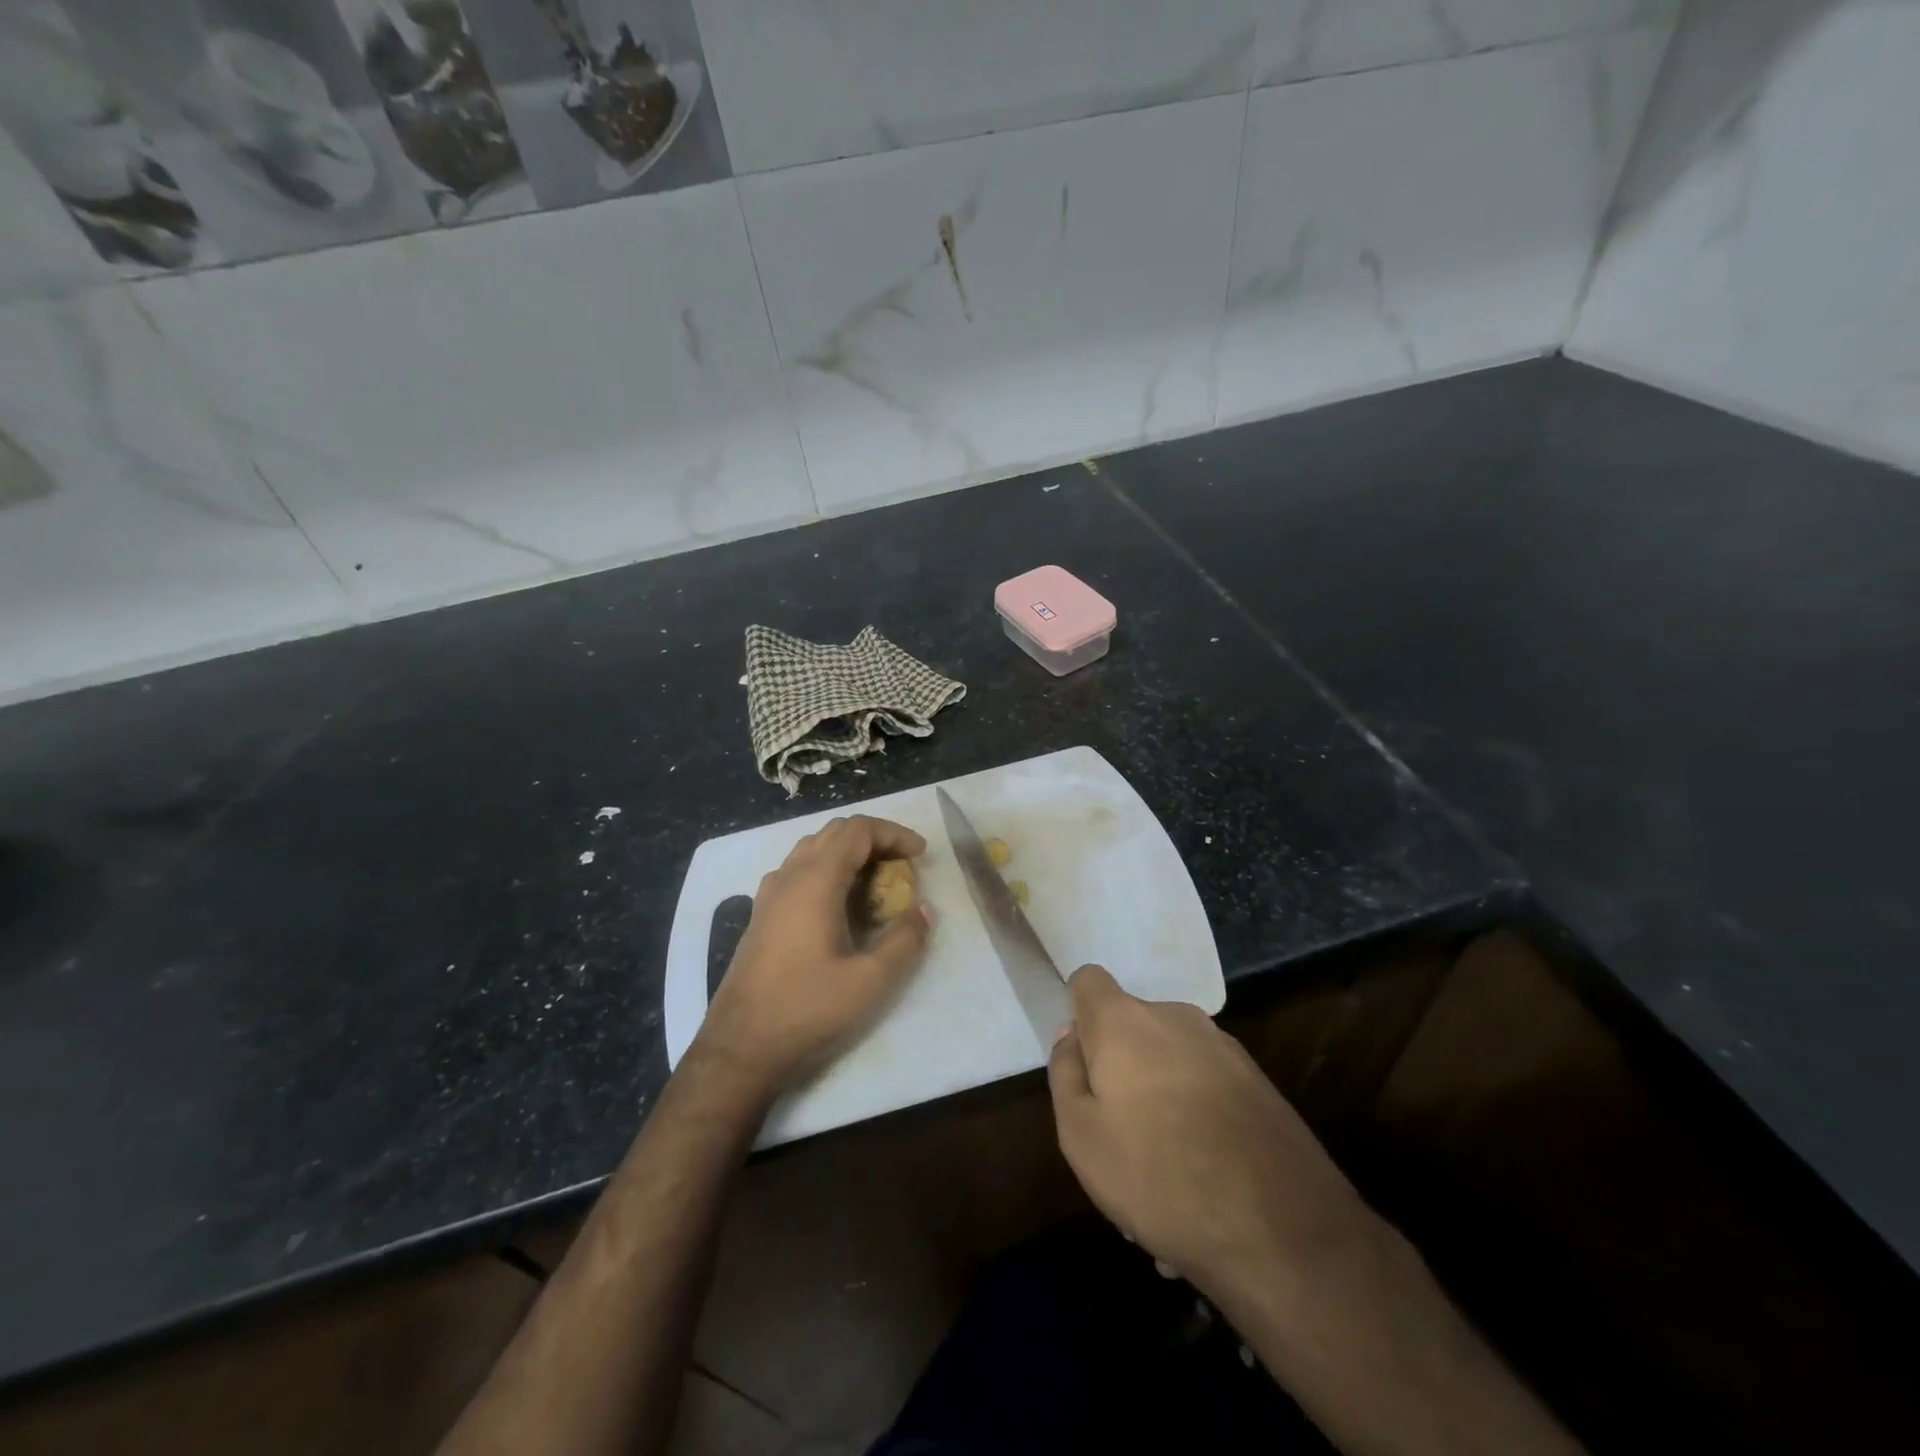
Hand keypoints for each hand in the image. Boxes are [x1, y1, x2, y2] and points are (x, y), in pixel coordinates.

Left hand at [693, 815, 932, 1103]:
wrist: (740, 1049)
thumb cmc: (807, 1010)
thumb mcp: (870, 981)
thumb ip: (905, 940)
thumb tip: (923, 910)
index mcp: (815, 882)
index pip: (857, 830)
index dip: (894, 834)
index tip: (921, 855)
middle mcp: (789, 877)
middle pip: (834, 833)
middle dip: (874, 840)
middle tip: (903, 866)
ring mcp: (769, 895)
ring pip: (812, 849)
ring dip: (848, 853)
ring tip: (876, 882)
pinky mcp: (761, 915)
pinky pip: (797, 871)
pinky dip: (826, 870)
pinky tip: (839, 905)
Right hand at [1047, 965, 1376, 1305]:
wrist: (1282, 1231)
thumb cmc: (1158, 1177)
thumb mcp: (1081, 1135)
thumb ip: (1065, 1073)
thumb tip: (1071, 1034)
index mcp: (1125, 1020)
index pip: (1088, 980)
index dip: (1078, 1014)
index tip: (1083, 1064)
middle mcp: (1175, 1017)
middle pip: (1131, 1025)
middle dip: (1120, 1065)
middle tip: (1118, 1133)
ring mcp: (1223, 1047)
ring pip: (1170, 1058)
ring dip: (1159, 1093)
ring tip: (1164, 1168)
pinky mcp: (1258, 1081)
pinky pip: (1206, 1083)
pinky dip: (1196, 1112)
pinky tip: (1204, 1174)